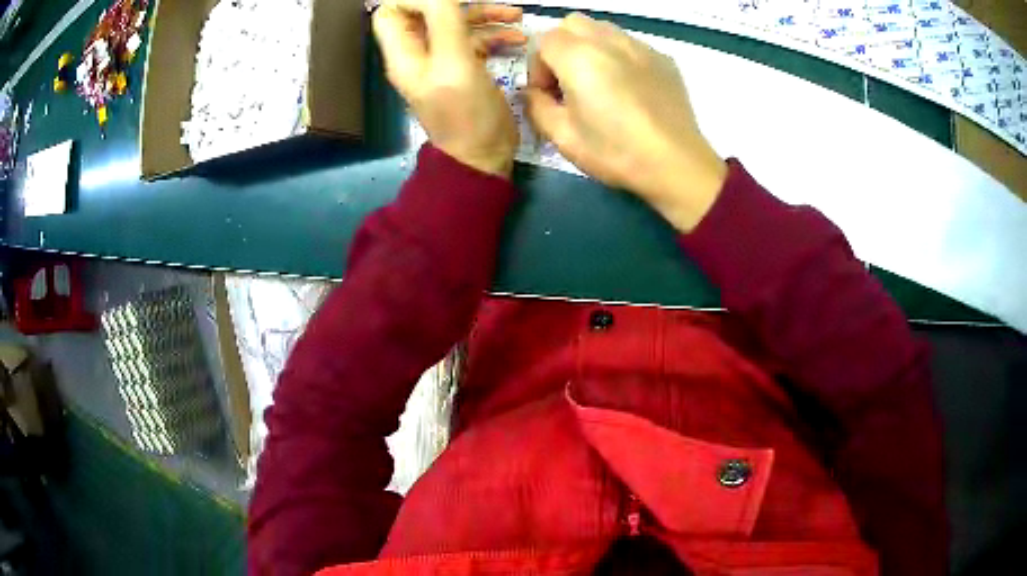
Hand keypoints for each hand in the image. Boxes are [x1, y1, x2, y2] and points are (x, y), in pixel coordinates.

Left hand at [373, 0, 526, 178]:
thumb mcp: (455, 63)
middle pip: (427, 11)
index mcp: (405, 53)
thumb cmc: (466, 114)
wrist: (483, 157)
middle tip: (489, 3)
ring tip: (516, 16)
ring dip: (485, 14)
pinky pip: (475, 40)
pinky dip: (495, 34)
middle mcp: (419, 53)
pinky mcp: (464, 68)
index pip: (391, 12)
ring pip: (456, 22)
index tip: (449, 0)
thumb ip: (445, 21)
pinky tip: (518, 39)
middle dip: (458, 2)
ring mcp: (442, 60)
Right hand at [525, 14, 727, 231]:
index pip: (543, 40)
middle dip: (562, 47)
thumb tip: (534, 92)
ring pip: (603, 29)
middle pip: (572, 24)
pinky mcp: (663, 59)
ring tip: (600, 82)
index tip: (548, 93)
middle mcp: (608, 40)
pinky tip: (629, 89)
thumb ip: (536, 106)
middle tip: (569, 81)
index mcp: (578, 56)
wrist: (676, 163)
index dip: (539, 66)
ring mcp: (640, 46)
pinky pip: (631, 44)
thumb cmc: (616, 152)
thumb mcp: (562, 137)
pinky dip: (620, 57)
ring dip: (591, 47)